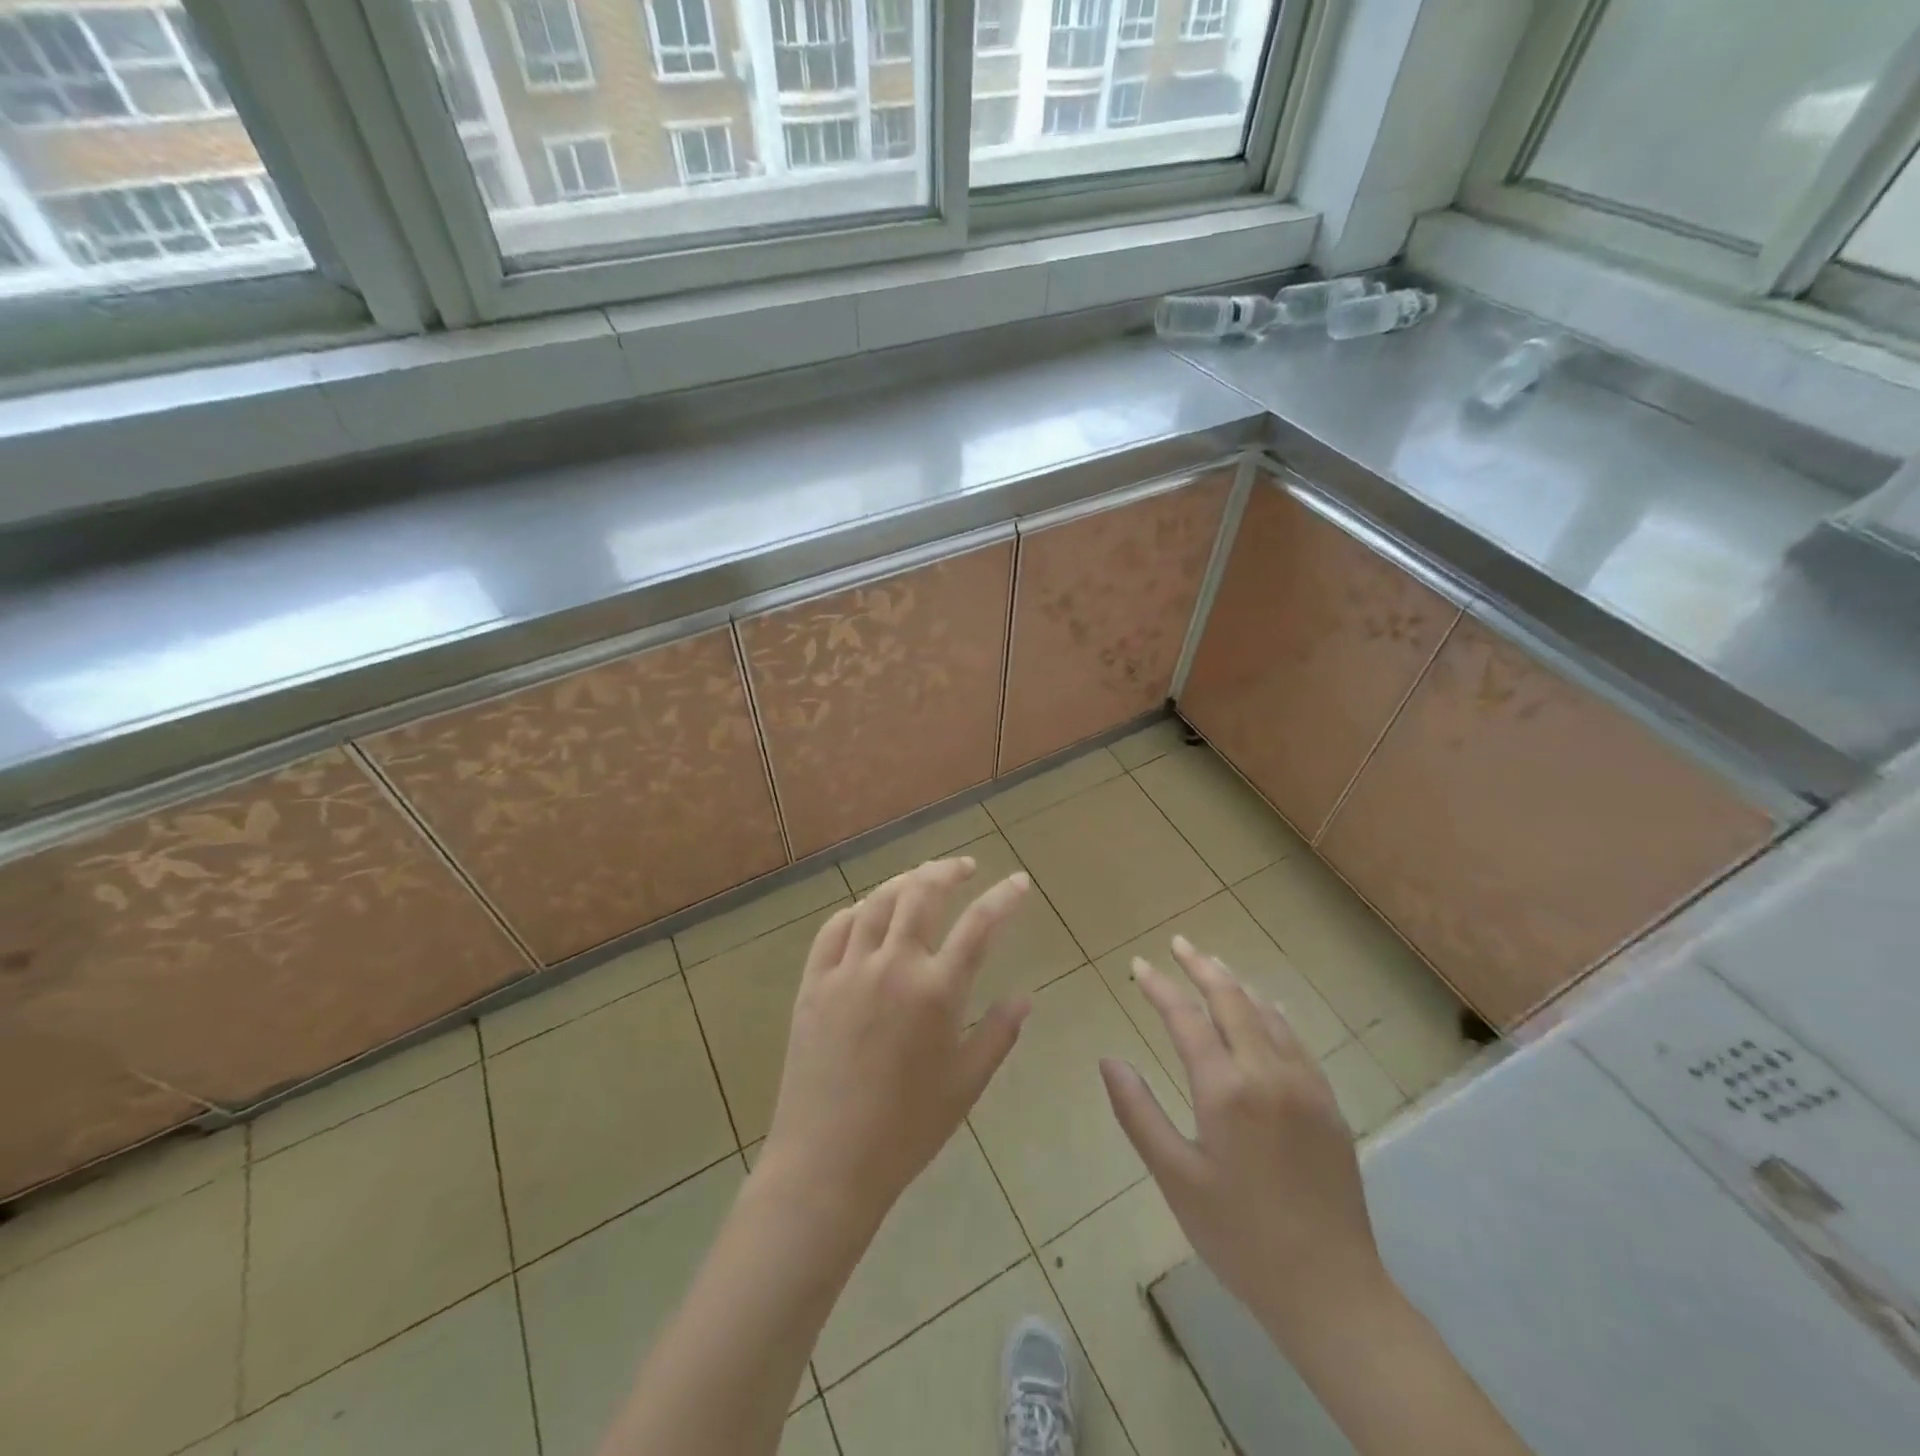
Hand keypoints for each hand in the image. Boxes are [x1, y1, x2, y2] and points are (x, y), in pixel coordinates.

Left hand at [760, 856, 1031, 1229]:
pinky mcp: (814, 982)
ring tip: (921, 879)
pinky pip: (834, 929)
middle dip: (947, 871)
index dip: (1003, 897)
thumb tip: (1026, 996)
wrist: (828, 1161)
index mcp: (936, 992)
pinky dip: (857, 910)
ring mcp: (848, 970)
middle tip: (964, 867)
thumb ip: (999, 1034)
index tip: (1018, 881)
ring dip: (904, 881)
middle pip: (922, 894)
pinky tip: (868, 911)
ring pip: (877, 902)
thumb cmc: (907, 1129)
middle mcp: (893, 966)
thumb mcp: (966, 1084)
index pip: (979, 925)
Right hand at [1100, 936, 1386, 1342]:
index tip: (1139, 966)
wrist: (1332, 1291)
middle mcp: (1267, 1073)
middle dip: (1202, 967)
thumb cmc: (1240, 1237)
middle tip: (1179, 944)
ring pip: (1267, 1013)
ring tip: (1214, 966)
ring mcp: (1304, 1085)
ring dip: (1236, 984)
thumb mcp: (1176, 1178)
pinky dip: (1270, 1012)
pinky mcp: (1327, 1103)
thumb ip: (1138, 1113)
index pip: (1186, 1018)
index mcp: (1226, 1090)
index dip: (1160, 987)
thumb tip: (1108, 1060)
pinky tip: (1264, 1010)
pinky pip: (1294, 1038)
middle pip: (1232, 1000)